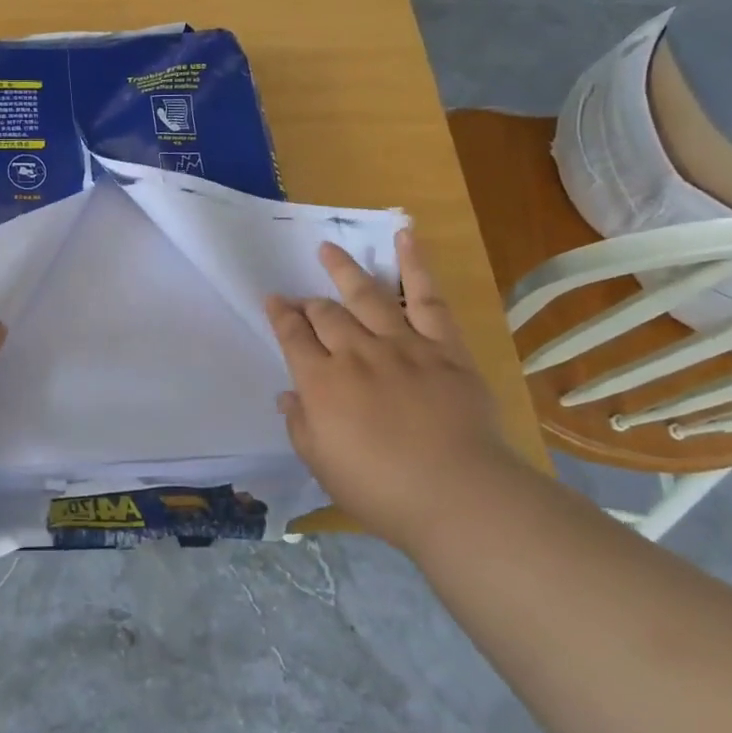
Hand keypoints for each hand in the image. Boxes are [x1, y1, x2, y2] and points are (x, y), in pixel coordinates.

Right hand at [266, 231, 517, 549]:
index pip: (292, 337)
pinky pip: (427, 298)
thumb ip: (300, 424)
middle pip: (325, 314)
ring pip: (366, 295)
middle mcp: (355, 353)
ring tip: (328, 249)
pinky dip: (416, 265)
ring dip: (344, 270)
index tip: (273, 301)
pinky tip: (405, 236)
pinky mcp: (443, 347)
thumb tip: (288, 395)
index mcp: (321, 382)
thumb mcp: (322, 464)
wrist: (458, 495)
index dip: (280, 316)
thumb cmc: (380, 490)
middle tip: (302, 299)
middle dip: (308, 303)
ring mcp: (401, 345)